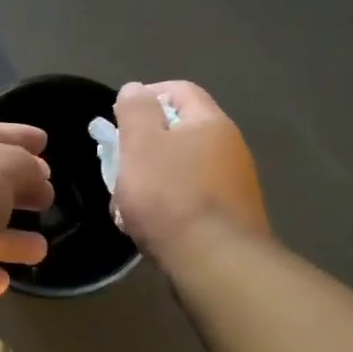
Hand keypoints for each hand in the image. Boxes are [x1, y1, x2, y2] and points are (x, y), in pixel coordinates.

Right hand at [113, 80, 268, 266]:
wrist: (215, 262)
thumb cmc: (171, 195)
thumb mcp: (141, 144)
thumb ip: (135, 110)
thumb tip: (136, 89)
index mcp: (211, 123)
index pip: (179, 90)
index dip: (145, 96)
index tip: (118, 118)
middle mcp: (230, 148)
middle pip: (179, 132)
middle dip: (143, 146)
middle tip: (118, 164)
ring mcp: (234, 185)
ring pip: (181, 169)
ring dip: (151, 180)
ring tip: (126, 204)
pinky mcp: (231, 218)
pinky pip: (191, 199)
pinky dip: (168, 205)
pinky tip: (149, 226)